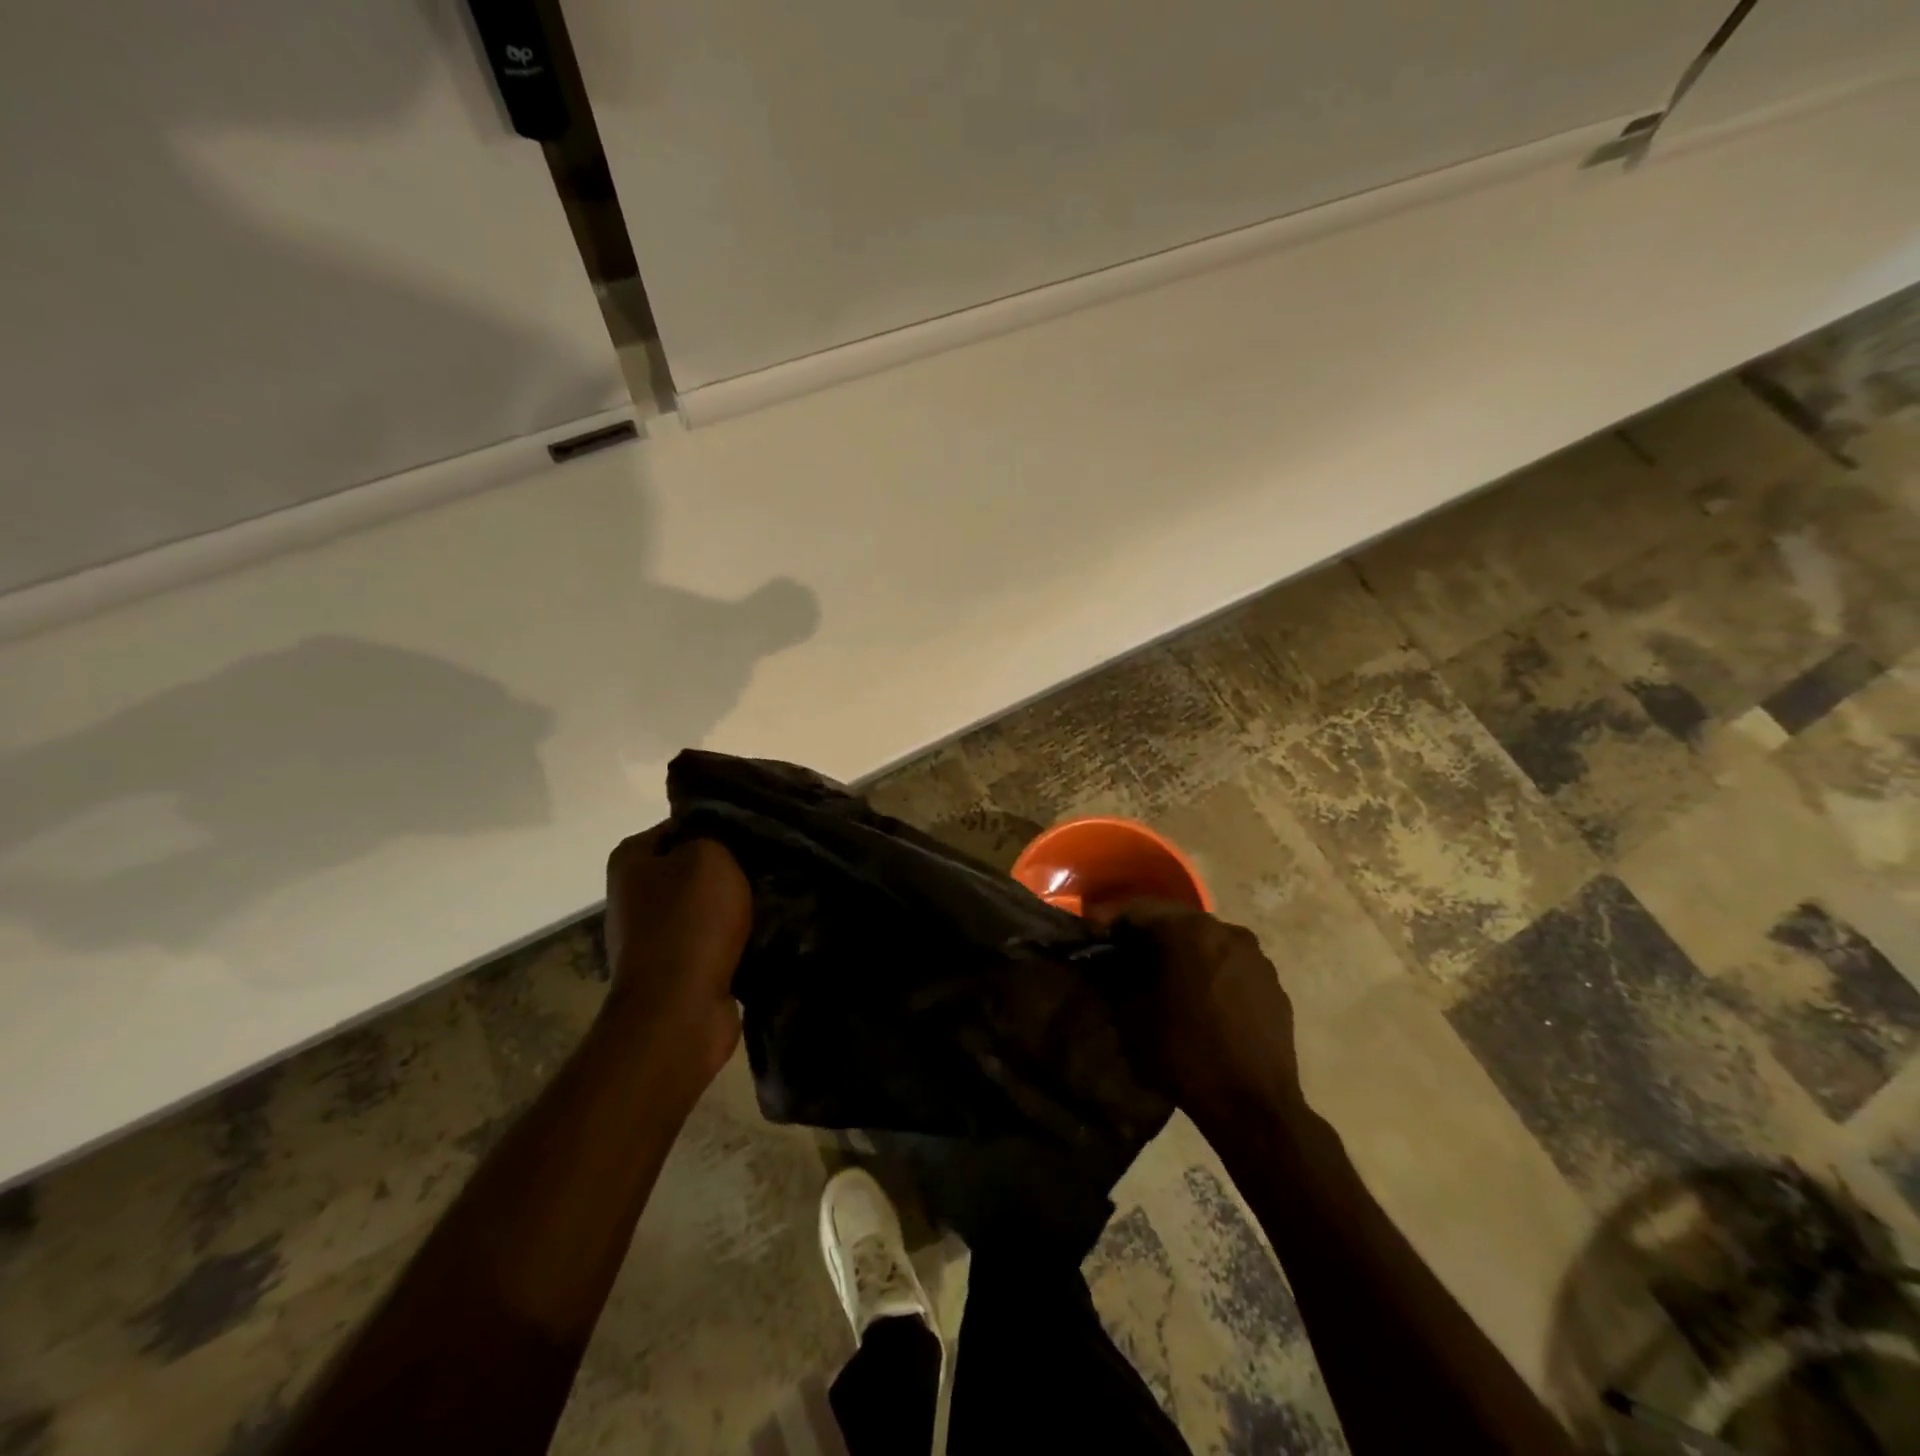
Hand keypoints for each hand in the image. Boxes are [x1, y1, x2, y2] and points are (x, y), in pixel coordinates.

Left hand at [601, 825, 751, 1092]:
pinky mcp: (676, 968)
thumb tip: (721, 838)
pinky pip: (714, 938)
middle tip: (772, 863)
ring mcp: (653, 934)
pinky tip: (766, 930)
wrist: (678, 1011)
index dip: (722, 823)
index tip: (758, 830)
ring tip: (775, 896)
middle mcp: (634, 893)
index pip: (684, 822)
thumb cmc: (690, 923)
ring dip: (737, 903)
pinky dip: (736, 936)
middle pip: (695, 865)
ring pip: (708, 903)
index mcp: (632, 859)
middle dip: (733, 865)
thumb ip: (715, 835)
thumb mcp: (709, 856)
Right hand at [1096, 902, 1302, 1128]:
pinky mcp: (1273, 984)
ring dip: (1182, 952)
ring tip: (1162, 977)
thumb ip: (1115, 980)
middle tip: (1123, 954)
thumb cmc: (1185, 1055)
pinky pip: (1231, 966)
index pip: (1138, 911)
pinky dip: (1209, 972)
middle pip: (1175, 921)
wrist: (1254, 1108)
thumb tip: (1107, 965)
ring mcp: (1256, 957)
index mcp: (1189, 931)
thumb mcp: (1131, 1017)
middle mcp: (1226, 931)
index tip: (1092, 936)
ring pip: (1207, 942)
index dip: (1110, 922)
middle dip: (1147, 935)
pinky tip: (1198, 999)